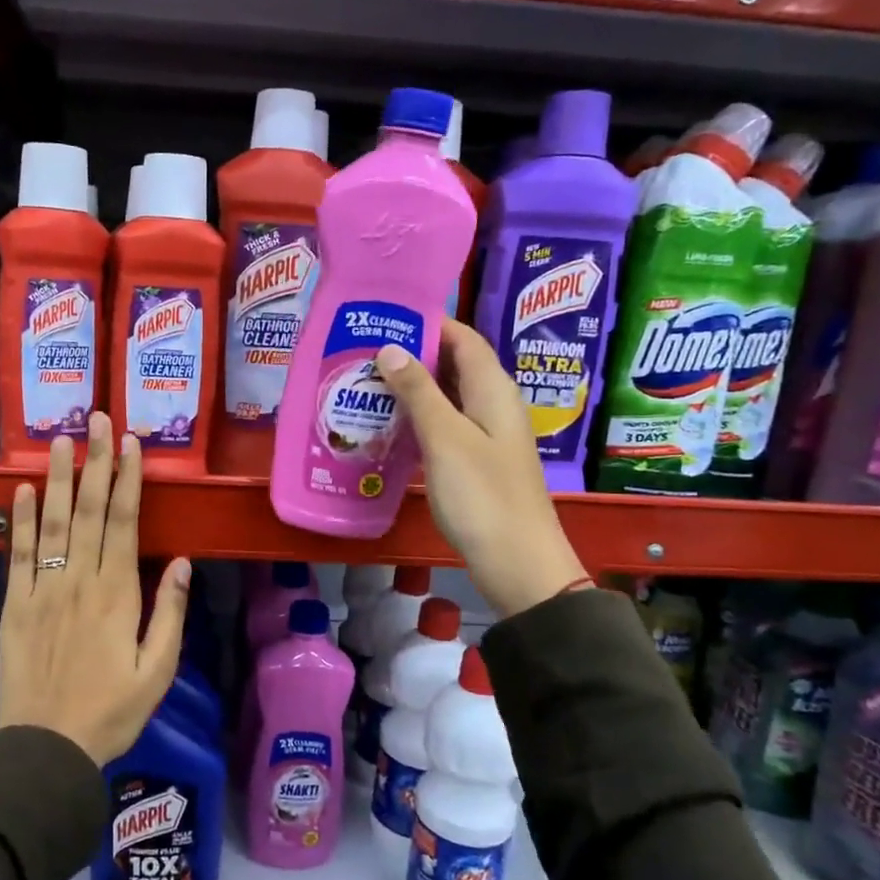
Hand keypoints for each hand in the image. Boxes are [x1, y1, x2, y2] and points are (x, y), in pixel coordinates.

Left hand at [0, 411, 191, 765]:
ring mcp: (42, 591)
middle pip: (87, 511)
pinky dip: (20, 521)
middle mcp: (78, 582)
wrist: (47, 748)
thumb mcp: (157, 671)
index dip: (127, 480)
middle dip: (95, 462)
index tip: (130, 443)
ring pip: (51, 524)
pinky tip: (22, 490)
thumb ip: (169, 613)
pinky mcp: (14, 606)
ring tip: (60, 440)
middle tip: (97, 419)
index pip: (122, 523)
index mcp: (117, 595)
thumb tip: (181, 562)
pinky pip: (18, 556)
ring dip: (56, 478)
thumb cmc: (112, 711)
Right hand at [376, 318, 588, 618]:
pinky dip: (418, 419)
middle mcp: (493, 404)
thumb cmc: (482, 495)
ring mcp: (486, 435)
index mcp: (493, 389)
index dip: (428, 322)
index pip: (462, 338)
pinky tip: (387, 426)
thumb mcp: (445, 438)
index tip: (384, 317)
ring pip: (447, 397)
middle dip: (412, 354)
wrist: (516, 562)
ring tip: (365, 383)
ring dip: (412, 388)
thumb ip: (419, 391)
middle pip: (453, 365)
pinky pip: (444, 426)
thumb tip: (391, 347)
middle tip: (363, 351)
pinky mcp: (476, 461)